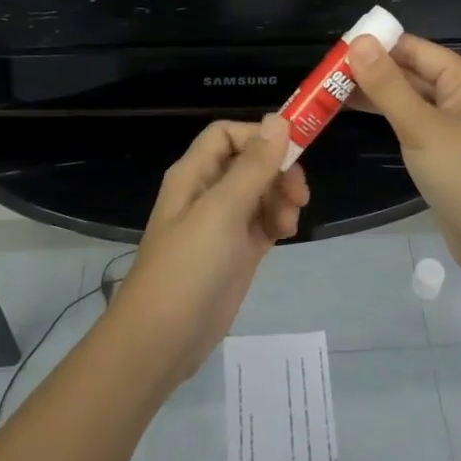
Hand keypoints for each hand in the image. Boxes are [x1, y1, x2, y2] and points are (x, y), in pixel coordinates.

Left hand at [117, 115, 307, 385]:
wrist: (162, 341)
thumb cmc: (188, 268)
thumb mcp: (222, 211)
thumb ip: (253, 166)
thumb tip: (279, 119)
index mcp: (194, 174)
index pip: (228, 134)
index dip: (259, 136)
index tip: (291, 152)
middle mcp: (207, 192)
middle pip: (250, 162)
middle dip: (278, 171)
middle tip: (299, 195)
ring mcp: (222, 224)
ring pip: (261, 191)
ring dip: (281, 198)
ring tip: (289, 224)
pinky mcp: (236, 251)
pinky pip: (263, 221)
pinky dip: (278, 221)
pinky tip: (286, 233)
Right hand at [348, 34, 460, 271]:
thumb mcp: (420, 127)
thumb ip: (387, 85)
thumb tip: (358, 42)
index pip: (416, 49)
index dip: (378, 45)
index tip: (337, 48)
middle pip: (412, 71)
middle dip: (372, 69)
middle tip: (326, 72)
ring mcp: (455, 124)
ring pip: (410, 97)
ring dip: (375, 93)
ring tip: (331, 90)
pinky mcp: (445, 149)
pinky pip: (412, 120)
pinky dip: (386, 114)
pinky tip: (356, 113)